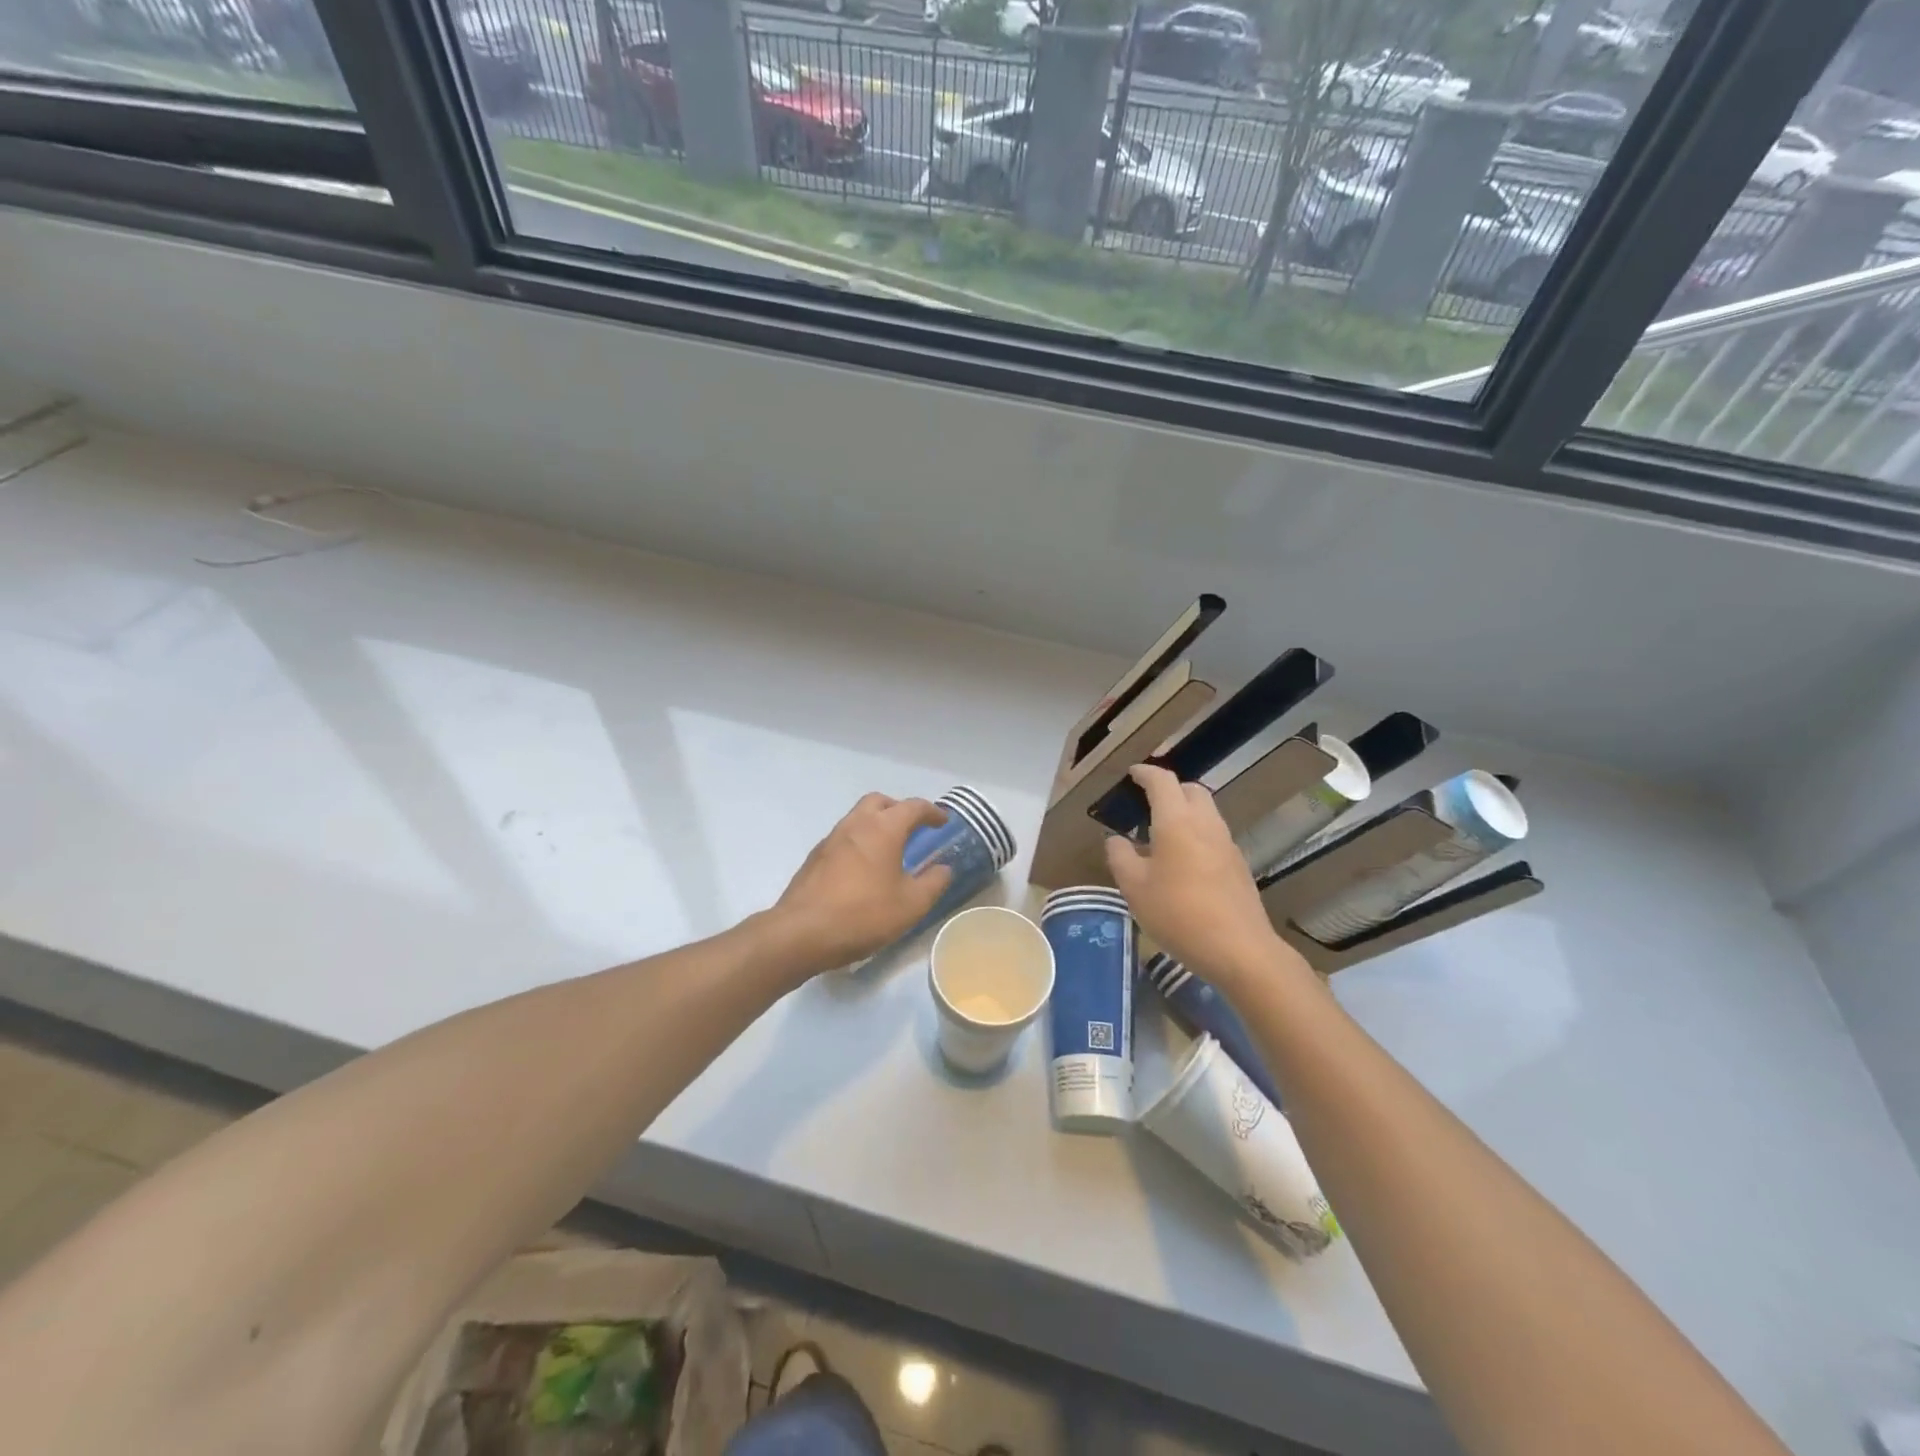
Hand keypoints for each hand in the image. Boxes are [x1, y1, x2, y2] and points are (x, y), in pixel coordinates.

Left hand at [766, 794, 953, 975]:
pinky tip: (863, 869)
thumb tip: (944, 868)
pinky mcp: (815, 857)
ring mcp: (831, 839)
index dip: (932, 811)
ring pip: (858, 817)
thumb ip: (933, 883)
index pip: (913, 807)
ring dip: (876, 824)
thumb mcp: (911, 905)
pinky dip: (859, 842)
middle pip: (880, 802)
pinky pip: (843, 837)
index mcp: (883, 829)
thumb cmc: (863, 915)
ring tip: (889, 850)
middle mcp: (856, 824)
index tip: (943, 821)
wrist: (801, 932)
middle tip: (912, 828)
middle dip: (899, 809)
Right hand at [1105, 765, 1297, 990]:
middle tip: (1148, 802)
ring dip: (1185, 811)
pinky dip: (1197, 833)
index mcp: (1176, 821)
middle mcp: (1205, 824)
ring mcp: (1227, 844)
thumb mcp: (1135, 888)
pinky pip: (1214, 835)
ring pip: (1206, 812)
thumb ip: (1120, 857)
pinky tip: (1184, 861)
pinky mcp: (1239, 865)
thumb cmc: (1179, 914)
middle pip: (1191, 790)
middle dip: (1170, 788)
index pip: (1162, 781)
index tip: (1132, 774)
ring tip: (1162, 833)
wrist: (1240, 949)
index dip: (1145, 773)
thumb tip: (1115, 839)